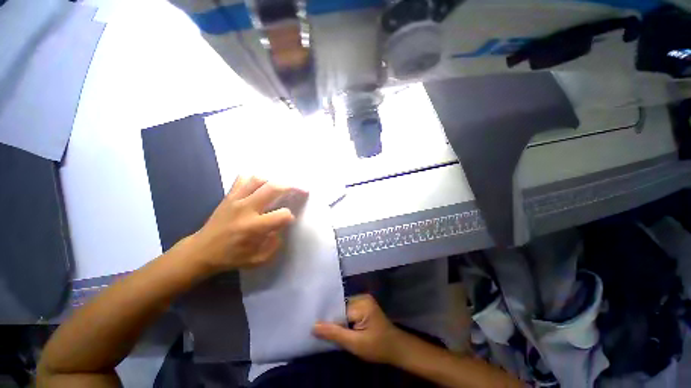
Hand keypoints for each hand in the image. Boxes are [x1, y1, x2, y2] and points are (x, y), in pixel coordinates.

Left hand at [188, 176, 303, 274]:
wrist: (201, 251)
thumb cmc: (231, 257)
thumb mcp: (257, 260)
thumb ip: (275, 245)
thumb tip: (281, 228)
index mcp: (253, 227)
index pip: (282, 215)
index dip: (289, 217)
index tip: (288, 220)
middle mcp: (246, 209)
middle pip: (273, 188)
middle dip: (292, 187)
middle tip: (302, 189)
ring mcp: (235, 199)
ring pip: (259, 179)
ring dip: (274, 181)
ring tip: (280, 188)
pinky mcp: (228, 196)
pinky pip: (243, 179)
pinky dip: (254, 179)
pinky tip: (260, 186)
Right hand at [313, 294, 405, 364]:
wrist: (396, 348)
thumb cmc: (377, 347)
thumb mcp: (355, 344)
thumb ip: (335, 334)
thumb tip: (314, 325)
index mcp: (361, 303)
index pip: (338, 310)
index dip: (328, 320)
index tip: (316, 329)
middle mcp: (362, 297)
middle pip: (340, 308)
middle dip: (333, 320)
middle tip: (321, 332)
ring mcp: (364, 300)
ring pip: (343, 309)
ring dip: (338, 320)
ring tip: (329, 331)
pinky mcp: (364, 305)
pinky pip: (348, 310)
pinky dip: (344, 319)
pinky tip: (341, 328)